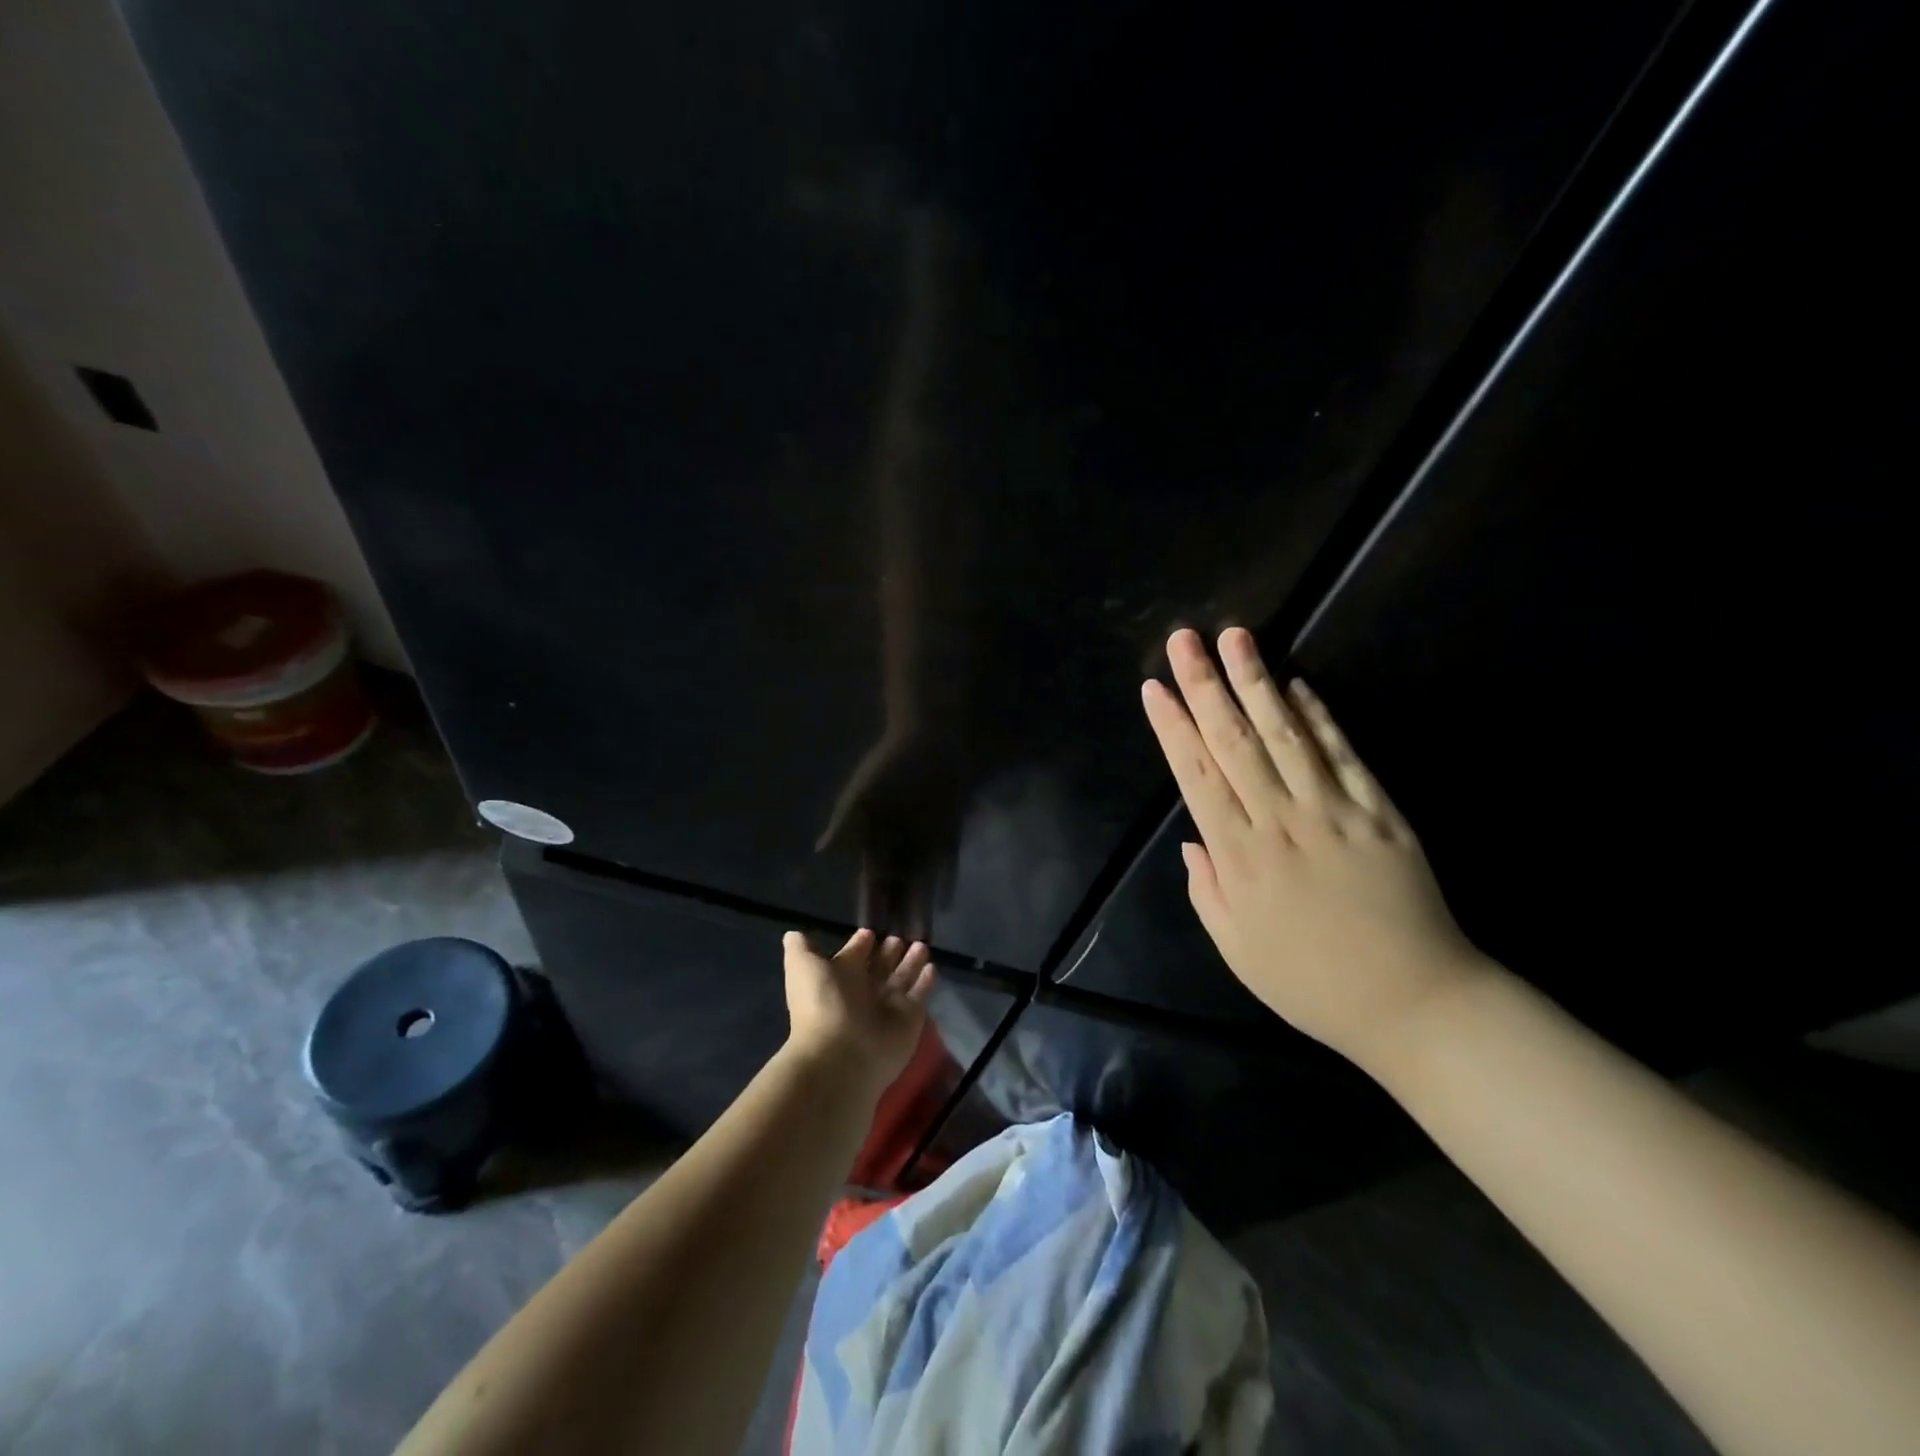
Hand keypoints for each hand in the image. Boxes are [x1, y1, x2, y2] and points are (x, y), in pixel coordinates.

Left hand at [781, 928, 935, 1093]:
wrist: (842, 1054)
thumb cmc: (822, 1004)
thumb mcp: (803, 968)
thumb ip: (801, 949)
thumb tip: (793, 934)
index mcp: (839, 978)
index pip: (853, 956)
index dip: (861, 943)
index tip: (871, 931)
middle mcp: (863, 993)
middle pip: (880, 967)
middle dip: (889, 952)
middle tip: (900, 936)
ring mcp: (888, 1008)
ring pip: (902, 979)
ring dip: (911, 962)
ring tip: (921, 945)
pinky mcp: (910, 1020)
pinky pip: (920, 996)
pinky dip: (926, 982)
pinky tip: (932, 967)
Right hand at [1140, 627, 1489, 1072]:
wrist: (1415, 1002)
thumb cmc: (1312, 982)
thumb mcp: (1237, 949)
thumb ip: (1207, 890)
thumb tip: (1191, 841)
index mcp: (1241, 858)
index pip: (1197, 776)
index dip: (1173, 728)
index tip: (1155, 688)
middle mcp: (1282, 822)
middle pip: (1235, 742)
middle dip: (1206, 686)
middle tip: (1185, 640)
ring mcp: (1335, 811)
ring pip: (1286, 735)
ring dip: (1256, 683)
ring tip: (1236, 638)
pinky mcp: (1380, 811)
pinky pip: (1344, 754)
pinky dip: (1319, 716)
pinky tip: (1297, 685)